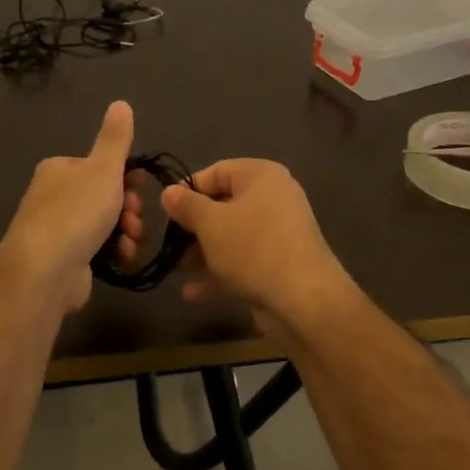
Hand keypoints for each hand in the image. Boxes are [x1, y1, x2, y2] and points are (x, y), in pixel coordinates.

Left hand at [0, 101, 140, 314]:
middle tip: (134, 218)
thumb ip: (115, 139)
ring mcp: (58, 230)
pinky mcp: (65, 259)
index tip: (141, 189)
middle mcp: (54, 196)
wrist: (45, 271)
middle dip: (128, 208)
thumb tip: (121, 103)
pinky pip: (98, 249)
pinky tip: (122, 257)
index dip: (127, 177)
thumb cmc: (76, 212)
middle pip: (105, 196)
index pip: (100, 166)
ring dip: (126, 231)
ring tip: (130, 240)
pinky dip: (114, 251)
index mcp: (59, 169)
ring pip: (105, 224)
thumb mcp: (103, 169)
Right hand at [160, 159, 356, 331]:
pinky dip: (220, 273)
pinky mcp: (278, 264)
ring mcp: (278, 233)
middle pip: (223, 206)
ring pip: (231, 237)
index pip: (218, 171)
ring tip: (174, 270)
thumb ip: (187, 206)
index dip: (189, 189)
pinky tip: (192, 293)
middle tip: (168, 242)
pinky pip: (243, 261)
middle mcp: (273, 199)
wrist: (303, 298)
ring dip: (202, 253)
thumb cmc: (253, 247)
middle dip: (193, 227)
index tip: (166, 210)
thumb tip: (168, 192)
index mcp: (261, 176)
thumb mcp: (210, 223)